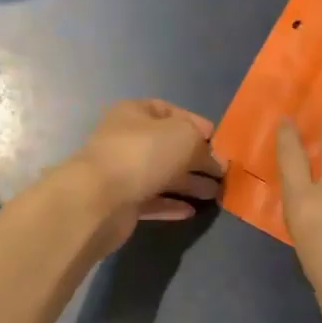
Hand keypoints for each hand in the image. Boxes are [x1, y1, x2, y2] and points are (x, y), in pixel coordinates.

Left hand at [67, 99, 224, 249]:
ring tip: (215, 194)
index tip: (218, 141)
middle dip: (196, 159)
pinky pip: (152, 201)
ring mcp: (122, 172)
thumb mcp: (184, 137)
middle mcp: (126, 140)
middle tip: (222, 174)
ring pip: (162, 175)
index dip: (195, 123)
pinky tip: (191, 211)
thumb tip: (215, 161)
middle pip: (167, 146)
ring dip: (189, 184)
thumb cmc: (143, 154)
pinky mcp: (121, 203)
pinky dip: (171, 204)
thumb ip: (203, 146)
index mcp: (134, 113)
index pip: (168, 111)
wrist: (99, 199)